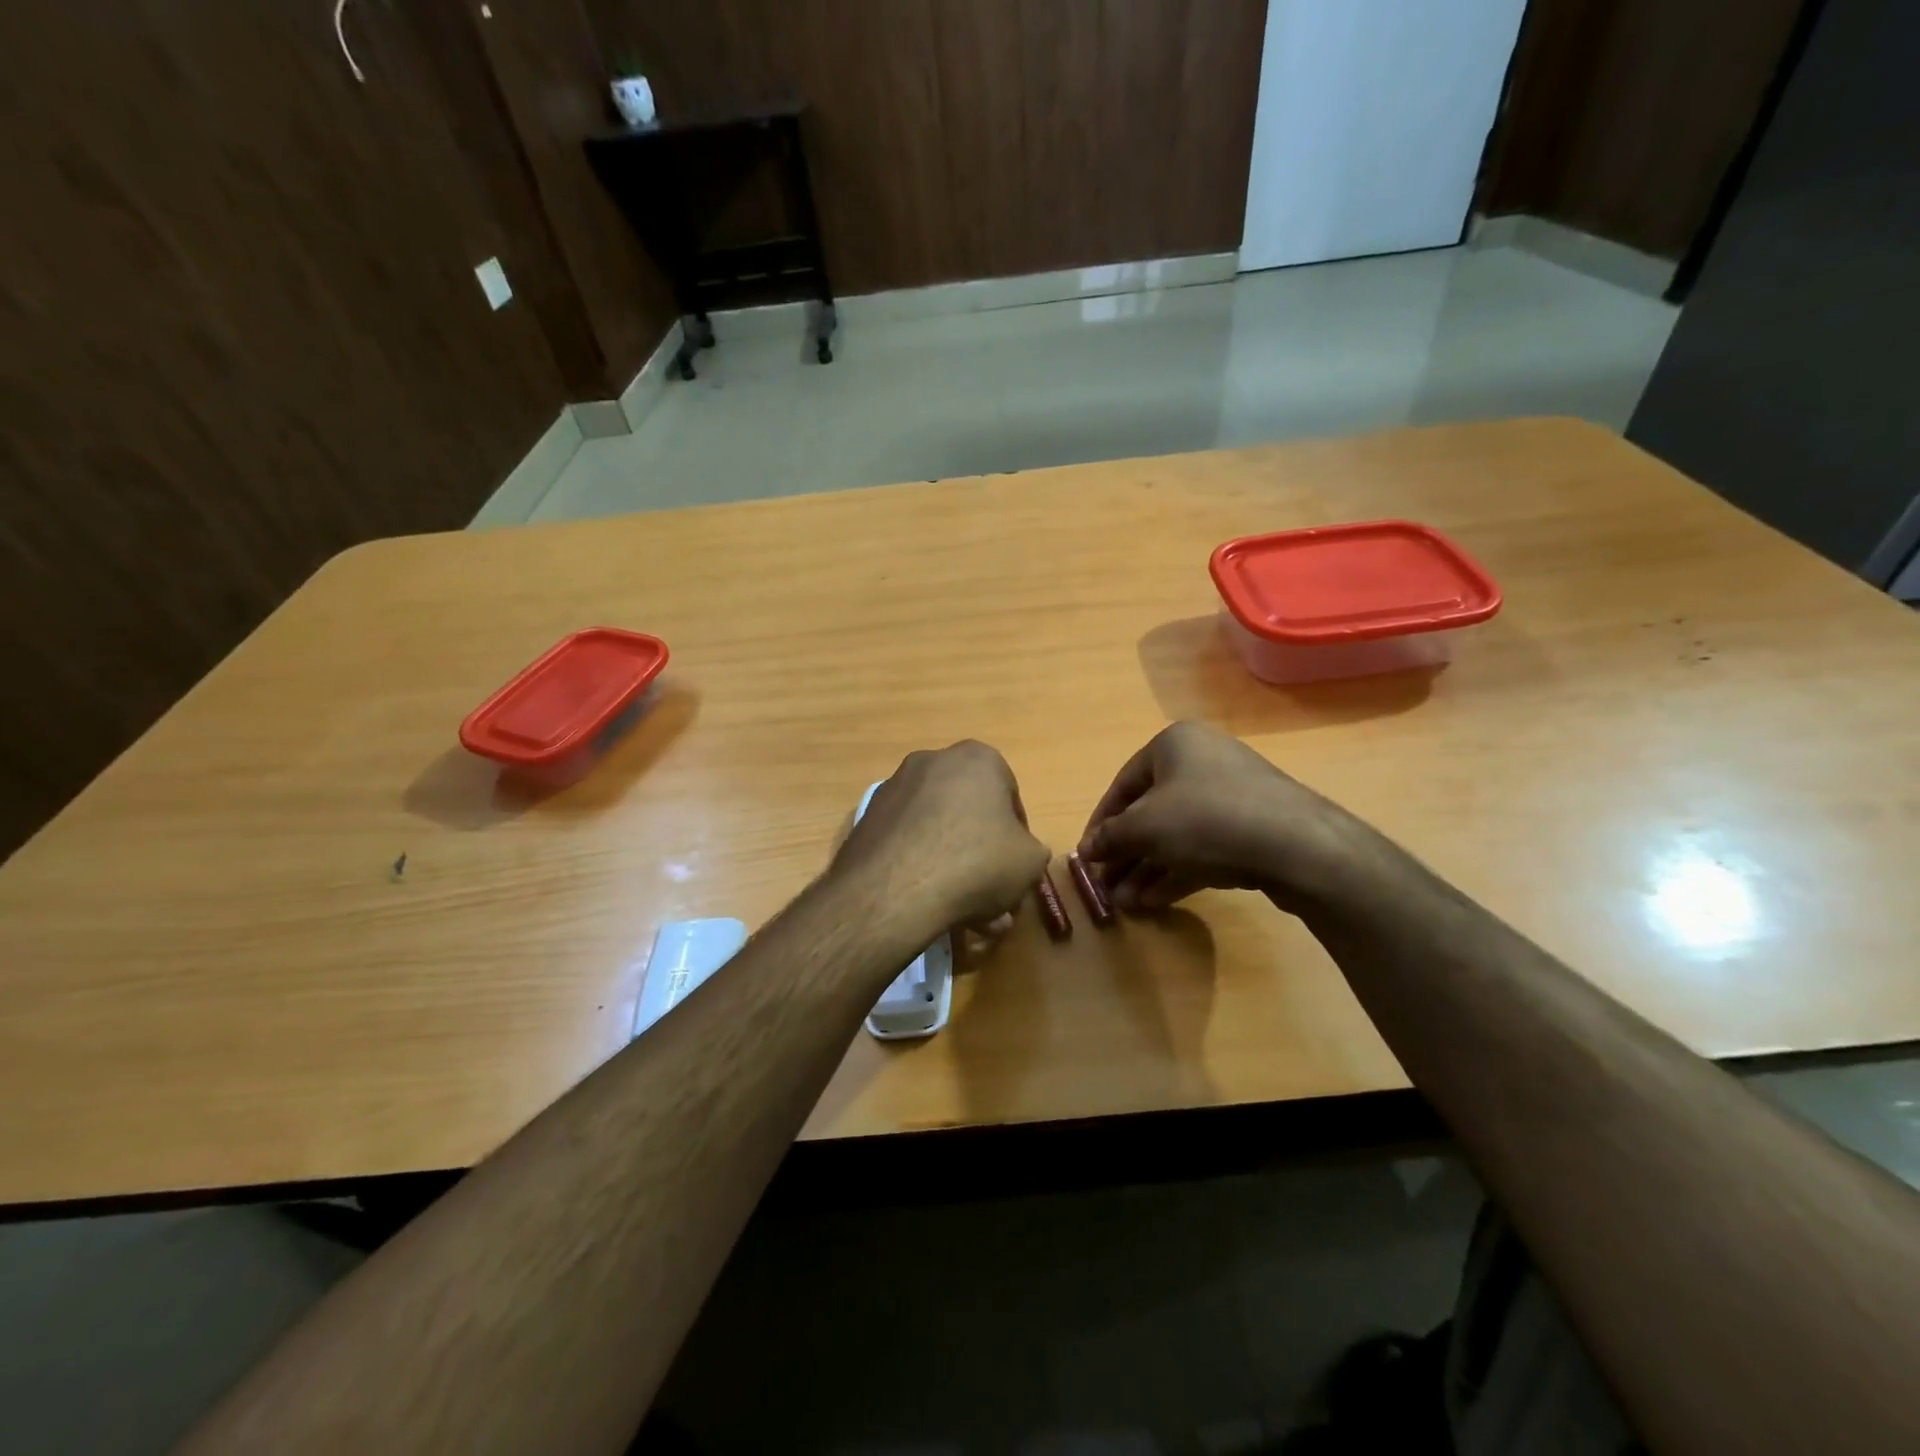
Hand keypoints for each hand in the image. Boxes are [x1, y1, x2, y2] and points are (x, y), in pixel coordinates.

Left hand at [834, 741, 1050, 938]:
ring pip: (938, 831)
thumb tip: (1018, 855)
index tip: (1016, 867)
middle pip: (969, 813)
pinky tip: (930, 904)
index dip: (1017, 837)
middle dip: (983, 854)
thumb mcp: (1030, 862)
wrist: (896, 889)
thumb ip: (1032, 851)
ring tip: (964, 913)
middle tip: (991, 895)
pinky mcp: (868, 818)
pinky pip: (908, 842)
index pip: (1009, 797)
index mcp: (978, 758)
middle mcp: (933, 761)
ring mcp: (895, 788)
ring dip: (953, 865)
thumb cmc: (977, 863)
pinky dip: (921, 866)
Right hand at [1077, 722, 1381, 915]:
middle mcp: (1202, 762)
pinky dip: (1177, 871)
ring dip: (1147, 869)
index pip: (1122, 785)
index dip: (1100, 823)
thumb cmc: (1206, 819)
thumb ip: (1110, 837)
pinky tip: (1154, 902)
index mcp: (1174, 745)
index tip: (1086, 857)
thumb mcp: (1145, 827)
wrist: (1298, 845)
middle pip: (1150, 812)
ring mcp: (1231, 796)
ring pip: (1176, 834)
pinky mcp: (1252, 829)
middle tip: (1106, 887)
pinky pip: (1203, 848)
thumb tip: (1085, 850)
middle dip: (1126, 854)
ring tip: (1126, 905)